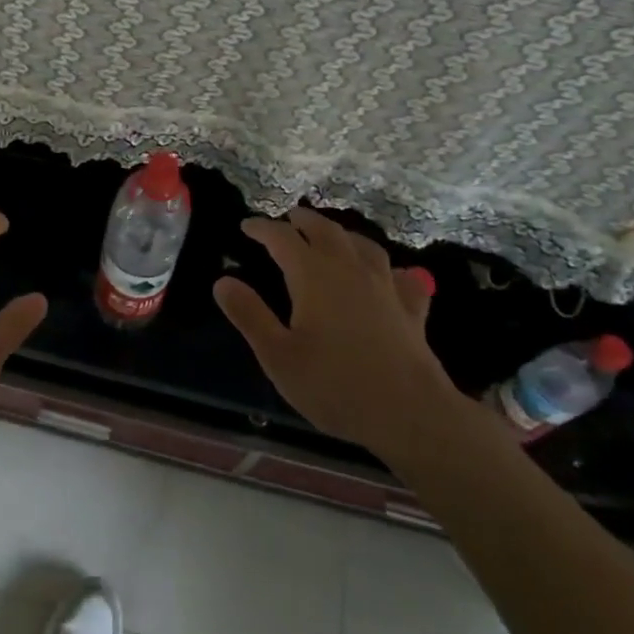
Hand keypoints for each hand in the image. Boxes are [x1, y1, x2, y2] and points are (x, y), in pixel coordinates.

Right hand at [215, 206, 451, 458]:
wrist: (411, 414)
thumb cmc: (335, 385)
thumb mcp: (278, 356)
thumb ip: (249, 315)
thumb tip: (222, 281)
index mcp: (312, 274)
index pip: (282, 237)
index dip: (262, 228)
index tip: (246, 226)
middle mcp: (348, 268)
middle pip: (324, 229)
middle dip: (302, 221)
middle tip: (287, 219)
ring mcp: (384, 285)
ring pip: (361, 244)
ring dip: (341, 234)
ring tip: (331, 237)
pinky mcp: (411, 308)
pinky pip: (400, 276)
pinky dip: (390, 269)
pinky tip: (390, 275)